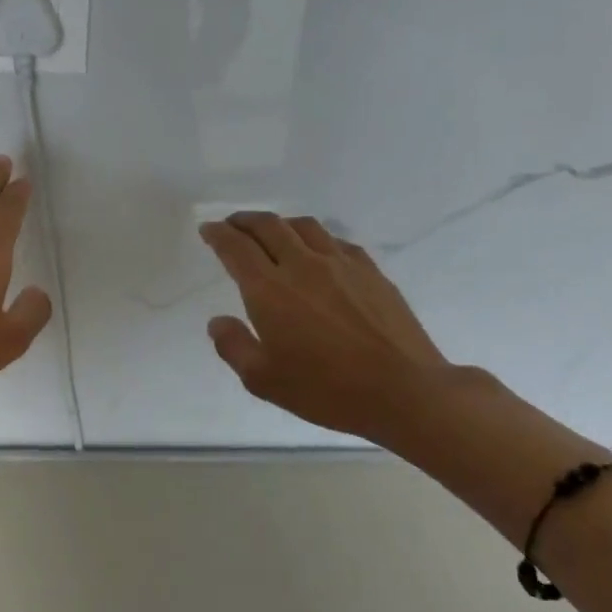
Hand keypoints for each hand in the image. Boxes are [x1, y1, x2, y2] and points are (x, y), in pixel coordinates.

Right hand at [198, 213, 449, 444]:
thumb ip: (234, 346)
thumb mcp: (263, 380)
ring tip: (271, 231)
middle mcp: (302, 266)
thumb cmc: (325, 389)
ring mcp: (341, 265)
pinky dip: (315, 238)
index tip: (208, 229)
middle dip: (244, 221)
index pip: (236, 248)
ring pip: (304, 227)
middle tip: (232, 224)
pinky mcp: (371, 272)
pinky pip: (336, 241)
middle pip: (268, 226)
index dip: (218, 235)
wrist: (403, 390)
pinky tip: (317, 251)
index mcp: (269, 290)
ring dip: (280, 223)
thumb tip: (217, 321)